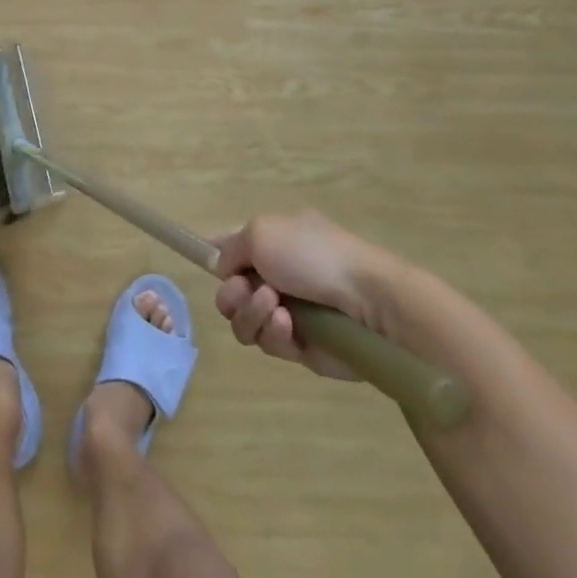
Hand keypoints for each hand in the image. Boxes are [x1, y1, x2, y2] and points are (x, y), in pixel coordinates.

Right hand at [212, 210, 406, 382]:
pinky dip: (273, 333)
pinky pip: (267, 343)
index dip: (214, 256)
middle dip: (232, 294)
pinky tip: (290, 326)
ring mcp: (287, 311)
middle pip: (230, 291)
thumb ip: (230, 248)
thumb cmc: (313, 255)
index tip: (208, 266)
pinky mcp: (299, 346)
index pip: (230, 246)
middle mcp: (276, 275)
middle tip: (247, 291)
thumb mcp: (261, 231)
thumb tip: (225, 268)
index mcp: (271, 241)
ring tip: (276, 308)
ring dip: (252, 313)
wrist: (368, 301)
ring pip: (243, 320)